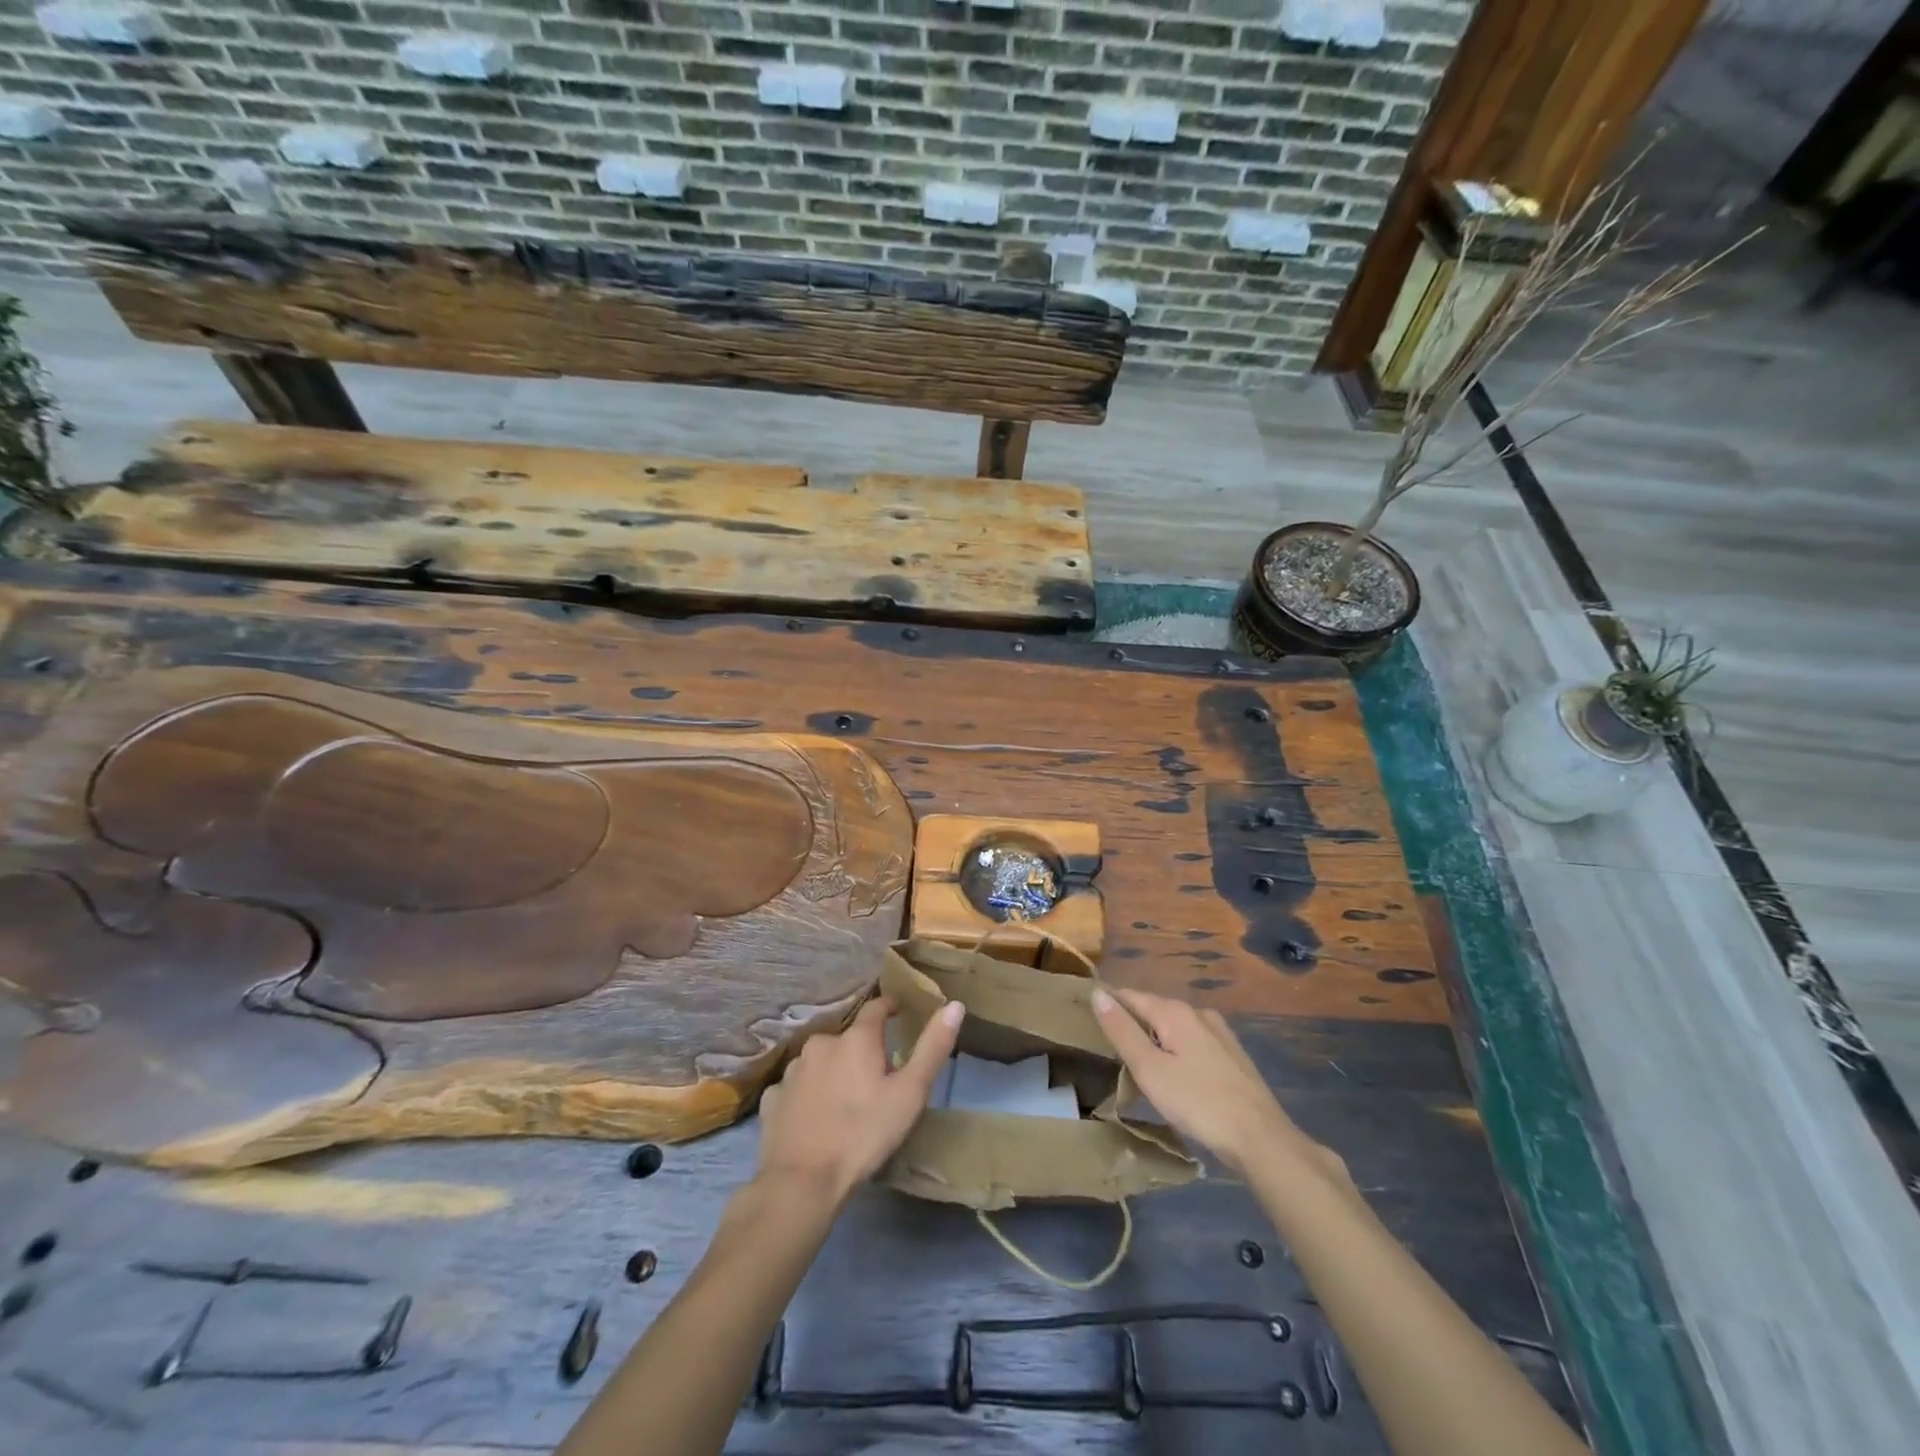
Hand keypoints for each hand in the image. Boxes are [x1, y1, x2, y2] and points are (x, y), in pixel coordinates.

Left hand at [757, 996, 964, 1204]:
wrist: (802, 1181)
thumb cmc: (863, 1134)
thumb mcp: (910, 1094)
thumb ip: (932, 1048)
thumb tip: (954, 1005)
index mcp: (856, 1039)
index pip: (876, 1008)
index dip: (889, 1009)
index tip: (899, 1016)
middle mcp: (821, 1043)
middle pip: (847, 1038)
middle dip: (861, 1051)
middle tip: (875, 1078)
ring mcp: (793, 1070)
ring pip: (820, 1061)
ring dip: (833, 1071)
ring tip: (844, 1100)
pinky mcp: (773, 1098)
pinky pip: (796, 1087)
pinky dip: (807, 1094)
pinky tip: (813, 1117)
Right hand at [1092, 987, 1343, 1180]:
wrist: (1260, 1138)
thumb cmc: (1198, 1102)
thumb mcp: (1149, 1069)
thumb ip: (1122, 1031)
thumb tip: (1097, 993)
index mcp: (1174, 1012)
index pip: (1130, 996)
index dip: (1108, 1004)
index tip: (1086, 1018)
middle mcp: (1197, 1013)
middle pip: (1153, 1010)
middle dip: (1131, 1023)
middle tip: (1107, 1046)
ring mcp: (1219, 1033)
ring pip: (1174, 1027)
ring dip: (1154, 1039)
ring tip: (1136, 1062)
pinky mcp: (1232, 1055)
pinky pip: (1192, 1043)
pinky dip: (1175, 1051)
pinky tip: (1173, 1074)